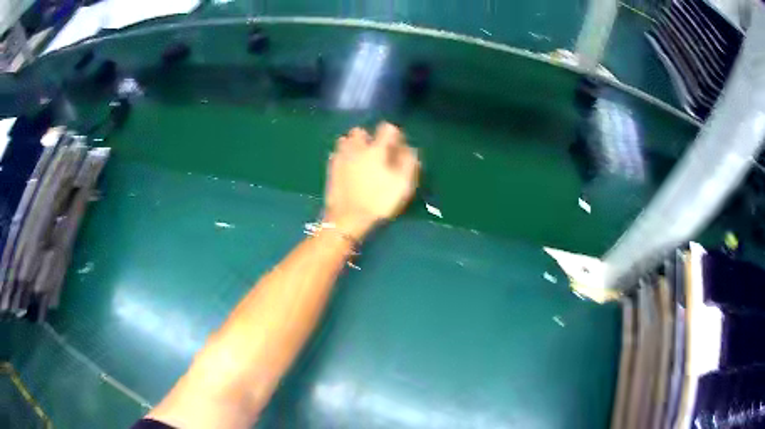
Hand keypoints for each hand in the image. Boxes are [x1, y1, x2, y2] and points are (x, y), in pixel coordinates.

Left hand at [323, 122, 419, 240]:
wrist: (347, 219)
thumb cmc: (378, 201)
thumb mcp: (403, 184)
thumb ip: (408, 162)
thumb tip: (409, 148)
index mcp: (375, 149)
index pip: (387, 128)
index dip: (395, 135)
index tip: (399, 149)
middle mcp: (356, 147)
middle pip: (361, 131)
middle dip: (370, 137)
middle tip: (378, 153)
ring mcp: (340, 157)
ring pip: (346, 140)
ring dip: (354, 145)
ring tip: (362, 159)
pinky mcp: (330, 169)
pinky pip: (337, 154)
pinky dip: (344, 156)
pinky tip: (350, 168)